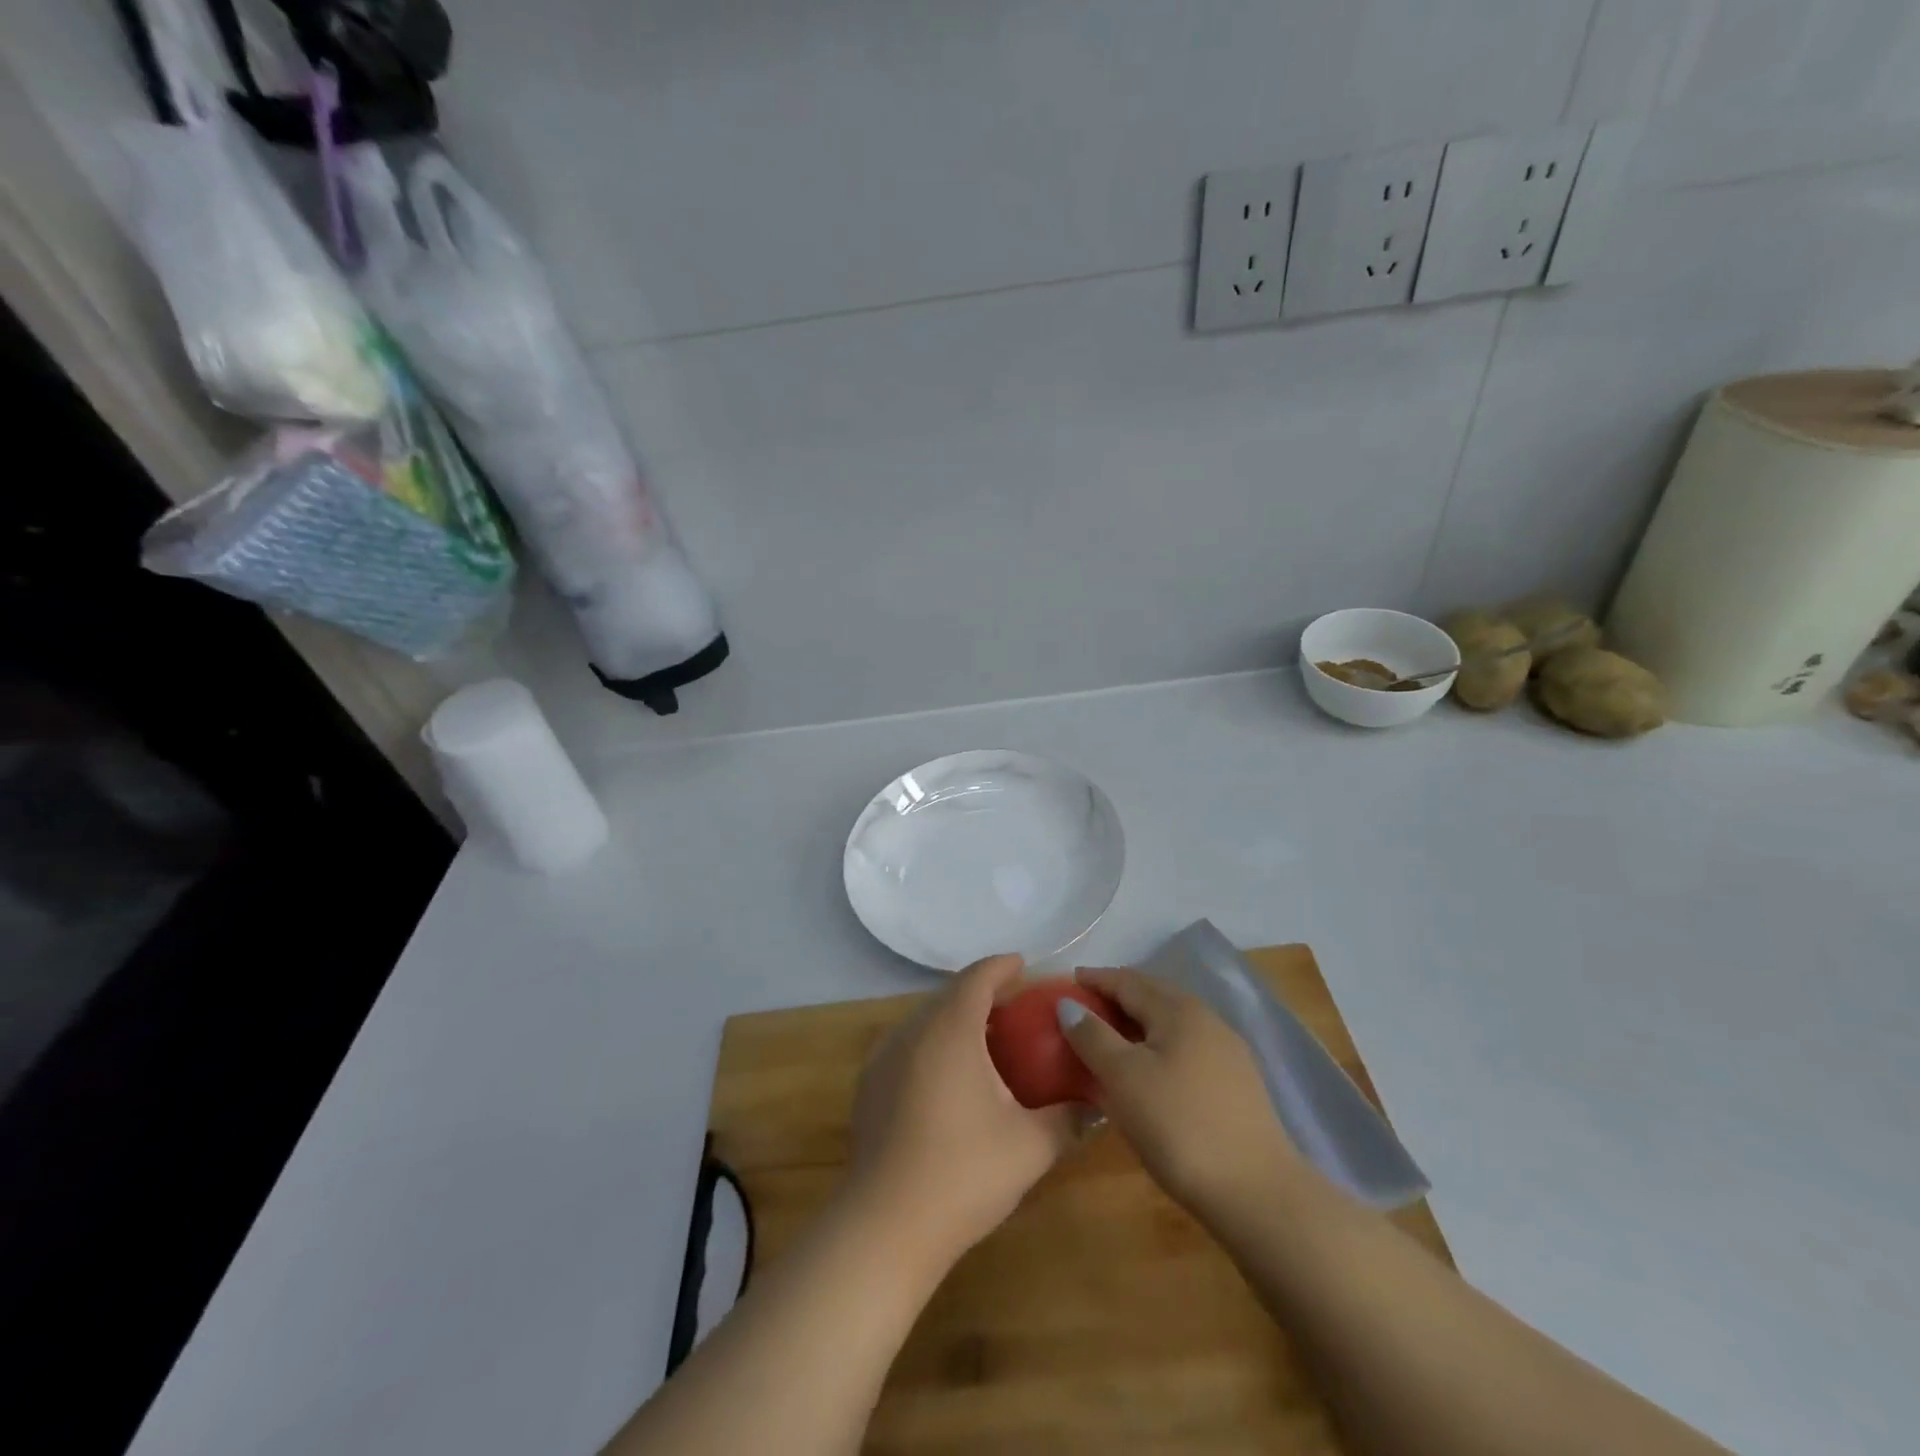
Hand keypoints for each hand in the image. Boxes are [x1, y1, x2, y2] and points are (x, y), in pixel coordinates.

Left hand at [846, 955, 1079, 1271]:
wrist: (886, 1226)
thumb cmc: (965, 1173)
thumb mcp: (1031, 1146)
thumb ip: (1070, 1118)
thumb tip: (1099, 1104)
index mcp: (950, 1028)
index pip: (978, 977)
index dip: (1003, 966)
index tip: (1025, 966)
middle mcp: (912, 1030)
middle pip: (950, 994)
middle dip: (983, 992)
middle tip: (1017, 1008)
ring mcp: (884, 1056)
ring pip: (926, 1019)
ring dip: (957, 1018)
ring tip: (989, 1041)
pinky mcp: (870, 1084)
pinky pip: (909, 1044)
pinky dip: (934, 1043)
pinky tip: (952, 1078)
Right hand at [1058, 967, 1299, 1219]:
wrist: (1257, 1193)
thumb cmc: (1179, 1126)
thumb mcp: (1123, 1078)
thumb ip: (1092, 1036)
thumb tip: (1068, 1003)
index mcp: (1178, 1010)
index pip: (1128, 981)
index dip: (1096, 979)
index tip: (1068, 981)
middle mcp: (1206, 1020)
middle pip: (1153, 996)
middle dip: (1118, 997)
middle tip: (1084, 1008)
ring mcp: (1226, 1052)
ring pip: (1171, 1024)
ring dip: (1138, 1024)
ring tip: (1110, 1038)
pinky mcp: (1236, 1085)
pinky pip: (1184, 1048)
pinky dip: (1157, 1047)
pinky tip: (1147, 1072)